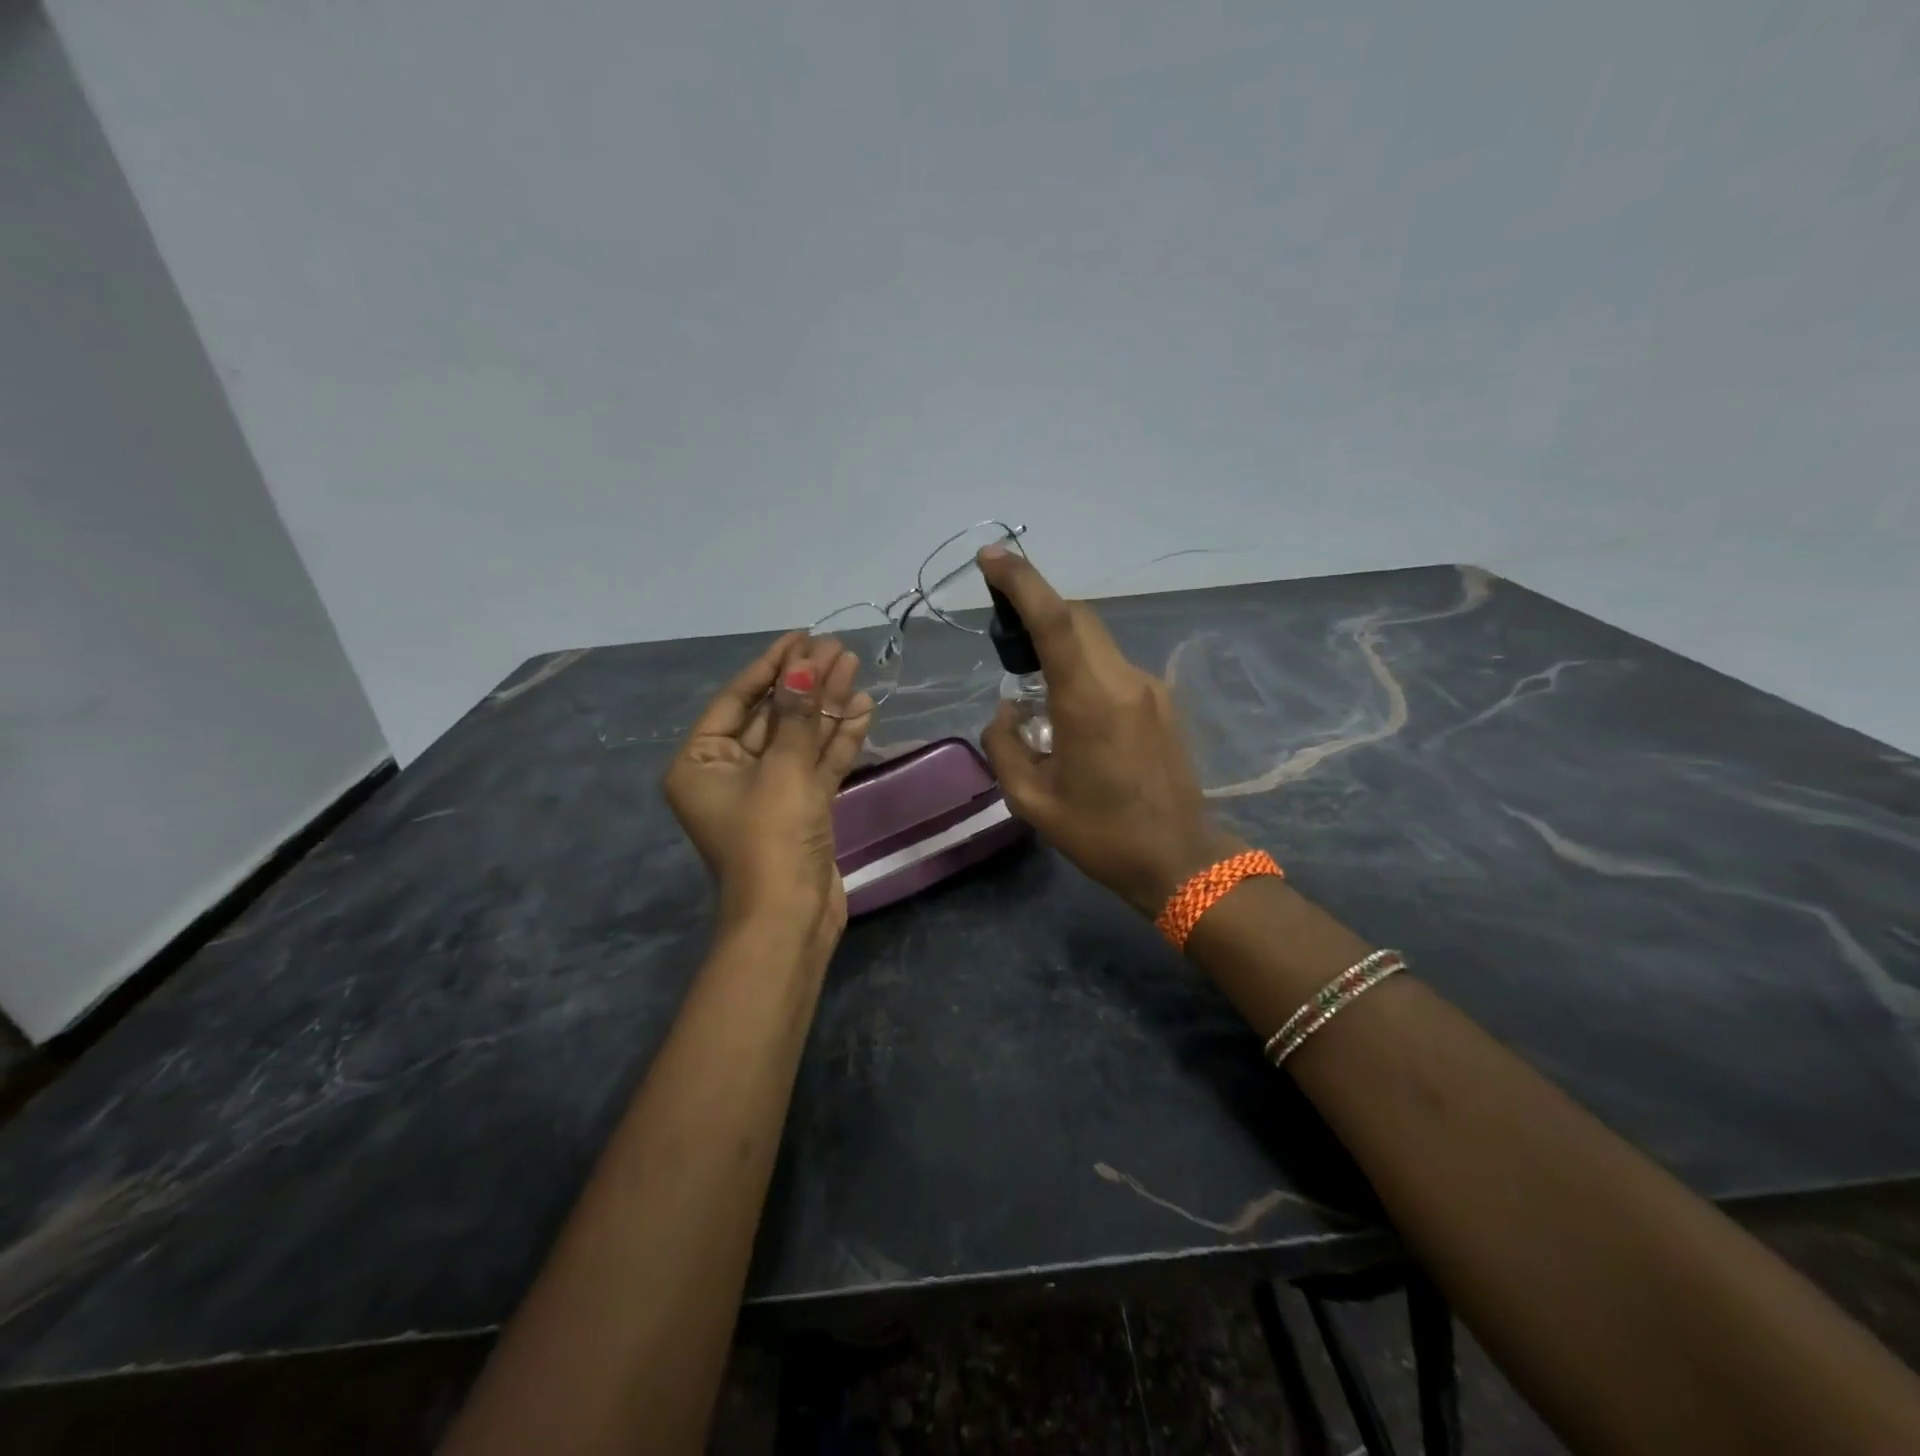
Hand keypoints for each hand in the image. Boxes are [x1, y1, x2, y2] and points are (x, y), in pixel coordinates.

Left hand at [662, 633, 871, 946]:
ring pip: (800, 738)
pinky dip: (838, 739)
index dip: (771, 666)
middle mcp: (730, 773)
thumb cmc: (770, 838)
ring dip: (827, 706)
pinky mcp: (801, 808)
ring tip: (855, 667)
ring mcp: (769, 792)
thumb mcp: (783, 770)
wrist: (790, 918)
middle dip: (806, 683)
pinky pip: (818, 764)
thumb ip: (797, 716)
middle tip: (837, 648)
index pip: (737, 700)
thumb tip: (806, 666)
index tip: (801, 637)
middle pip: (773, 716)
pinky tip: (863, 707)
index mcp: (702, 762)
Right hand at [976, 548, 1242, 916]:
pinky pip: (1113, 667)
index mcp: (1088, 702)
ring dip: (1061, 642)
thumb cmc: (1102, 835)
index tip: (991, 557)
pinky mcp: (1163, 701)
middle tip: (1004, 634)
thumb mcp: (1032, 801)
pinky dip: (1084, 668)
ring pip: (1097, 641)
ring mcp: (1149, 688)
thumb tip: (1005, 711)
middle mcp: (1123, 681)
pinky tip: (1073, 713)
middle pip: (1078, 618)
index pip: (1055, 620)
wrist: (1181, 860)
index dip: (1022, 581)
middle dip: (1037, 607)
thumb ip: (1005, 746)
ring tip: (1035, 683)